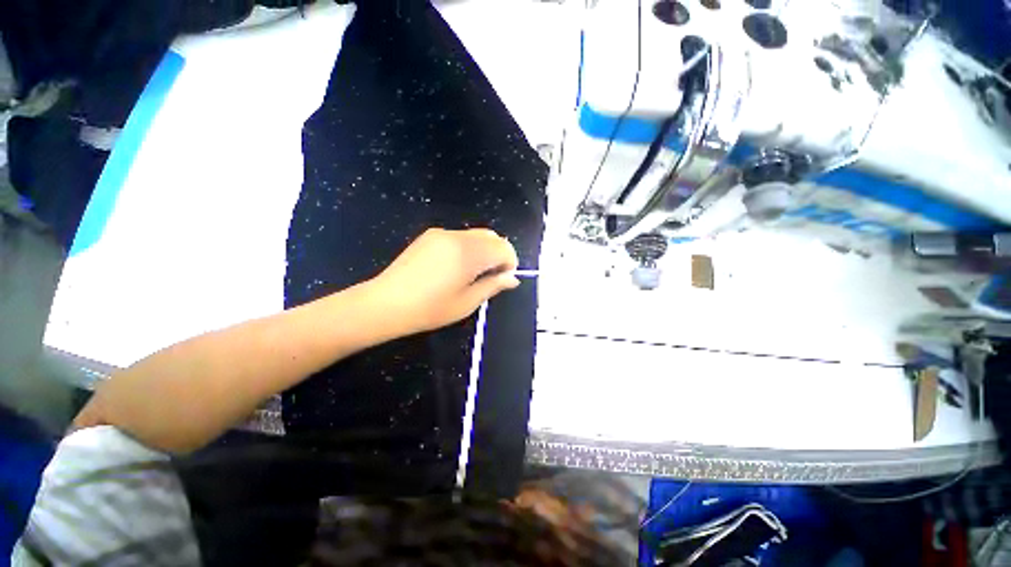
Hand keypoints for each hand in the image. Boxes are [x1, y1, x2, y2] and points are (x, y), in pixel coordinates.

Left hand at [370, 228, 520, 333]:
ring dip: (484, 250)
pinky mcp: (430, 235)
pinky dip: (468, 247)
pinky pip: (460, 236)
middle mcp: (457, 236)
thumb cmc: (430, 309)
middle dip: (498, 254)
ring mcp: (442, 233)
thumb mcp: (467, 303)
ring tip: (472, 273)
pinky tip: (455, 267)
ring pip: (476, 235)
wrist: (386, 303)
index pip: (503, 247)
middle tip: (490, 277)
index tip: (503, 279)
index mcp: (469, 253)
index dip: (510, 262)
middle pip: (492, 236)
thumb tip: (513, 278)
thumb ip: (493, 286)